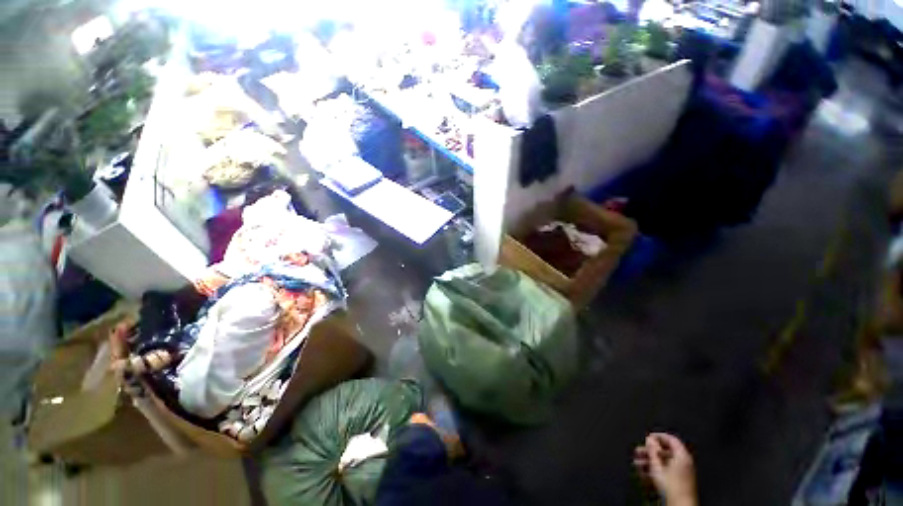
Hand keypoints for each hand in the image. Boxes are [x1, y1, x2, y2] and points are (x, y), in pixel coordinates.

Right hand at [634, 433, 696, 505]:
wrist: (680, 505)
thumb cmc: (671, 486)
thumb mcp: (657, 465)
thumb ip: (653, 450)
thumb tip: (649, 439)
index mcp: (683, 456)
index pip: (671, 439)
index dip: (658, 436)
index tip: (647, 437)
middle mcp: (685, 462)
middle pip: (666, 451)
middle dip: (650, 451)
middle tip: (639, 451)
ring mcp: (683, 473)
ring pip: (664, 462)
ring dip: (650, 461)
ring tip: (637, 463)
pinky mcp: (680, 482)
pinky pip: (666, 471)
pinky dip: (655, 470)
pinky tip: (644, 473)